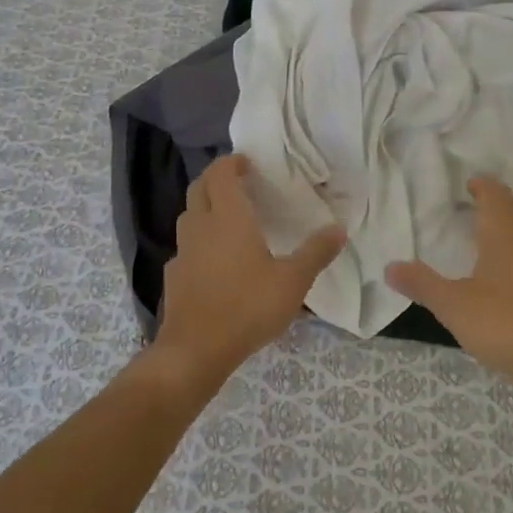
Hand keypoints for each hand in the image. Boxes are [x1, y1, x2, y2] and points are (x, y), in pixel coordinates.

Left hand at [154, 155, 345, 381]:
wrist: (196, 350)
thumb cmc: (247, 307)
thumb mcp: (293, 281)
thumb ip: (316, 253)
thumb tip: (339, 229)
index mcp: (228, 218)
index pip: (220, 174)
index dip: (231, 163)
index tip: (248, 164)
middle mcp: (200, 226)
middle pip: (199, 188)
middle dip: (216, 180)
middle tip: (239, 185)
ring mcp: (182, 251)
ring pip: (189, 216)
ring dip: (205, 208)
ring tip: (228, 219)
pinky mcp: (174, 275)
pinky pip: (186, 247)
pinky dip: (199, 242)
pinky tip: (214, 261)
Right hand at [386, 175, 512, 390]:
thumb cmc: (503, 323)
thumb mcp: (453, 305)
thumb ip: (422, 284)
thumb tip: (389, 267)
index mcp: (504, 231)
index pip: (495, 193)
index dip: (482, 186)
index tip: (469, 185)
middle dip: (505, 202)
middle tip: (483, 210)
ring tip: (500, 240)